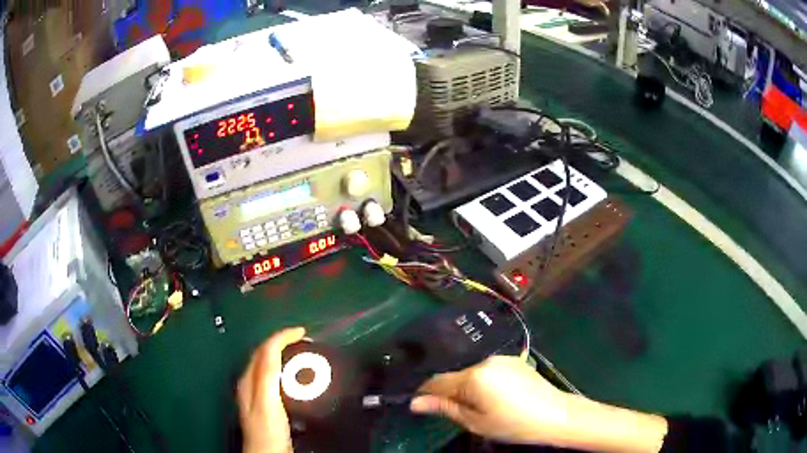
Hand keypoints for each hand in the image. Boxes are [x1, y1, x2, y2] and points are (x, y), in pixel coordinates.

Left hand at [238, 327, 305, 452]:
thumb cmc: (267, 430)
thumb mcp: (267, 402)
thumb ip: (268, 376)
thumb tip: (275, 349)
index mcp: (251, 379)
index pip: (265, 349)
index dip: (282, 336)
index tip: (302, 332)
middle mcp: (250, 382)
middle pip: (264, 353)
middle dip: (282, 342)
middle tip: (304, 341)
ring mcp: (257, 393)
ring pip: (269, 364)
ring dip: (283, 355)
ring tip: (301, 354)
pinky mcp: (265, 403)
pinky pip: (274, 377)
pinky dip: (285, 370)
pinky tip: (295, 378)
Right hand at [410, 355, 569, 444]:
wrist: (555, 414)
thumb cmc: (513, 424)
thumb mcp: (475, 422)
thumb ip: (445, 408)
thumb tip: (415, 402)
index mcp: (473, 376)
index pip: (437, 380)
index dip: (426, 392)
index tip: (421, 403)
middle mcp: (485, 360)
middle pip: (456, 375)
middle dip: (451, 391)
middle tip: (460, 412)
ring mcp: (502, 358)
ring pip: (472, 372)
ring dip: (469, 386)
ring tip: (482, 406)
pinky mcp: (514, 360)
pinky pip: (489, 369)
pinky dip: (485, 381)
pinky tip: (498, 396)